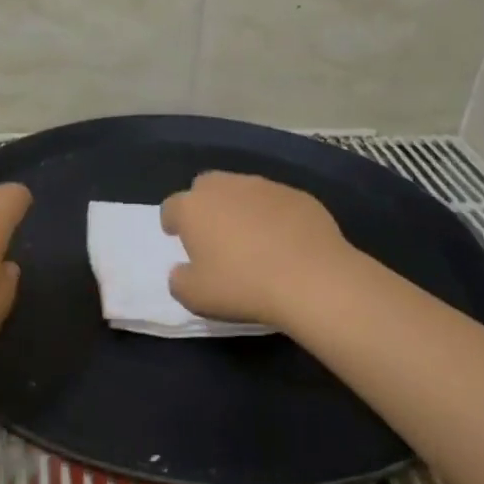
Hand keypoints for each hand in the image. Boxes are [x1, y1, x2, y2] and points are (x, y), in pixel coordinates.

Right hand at [160, 172, 350, 328]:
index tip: (178, 238)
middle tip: (213, 233)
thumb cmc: (242, 286)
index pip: (171, 207)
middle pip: (205, 187)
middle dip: (205, 205)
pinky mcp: (298, 195)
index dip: (172, 222)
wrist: (312, 279)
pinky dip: (273, 215)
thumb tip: (182, 271)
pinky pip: (276, 201)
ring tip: (251, 237)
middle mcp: (226, 187)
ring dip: (240, 207)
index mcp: (193, 207)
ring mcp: (264, 187)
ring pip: (242, 190)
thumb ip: (179, 280)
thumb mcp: (194, 296)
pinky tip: (284, 240)